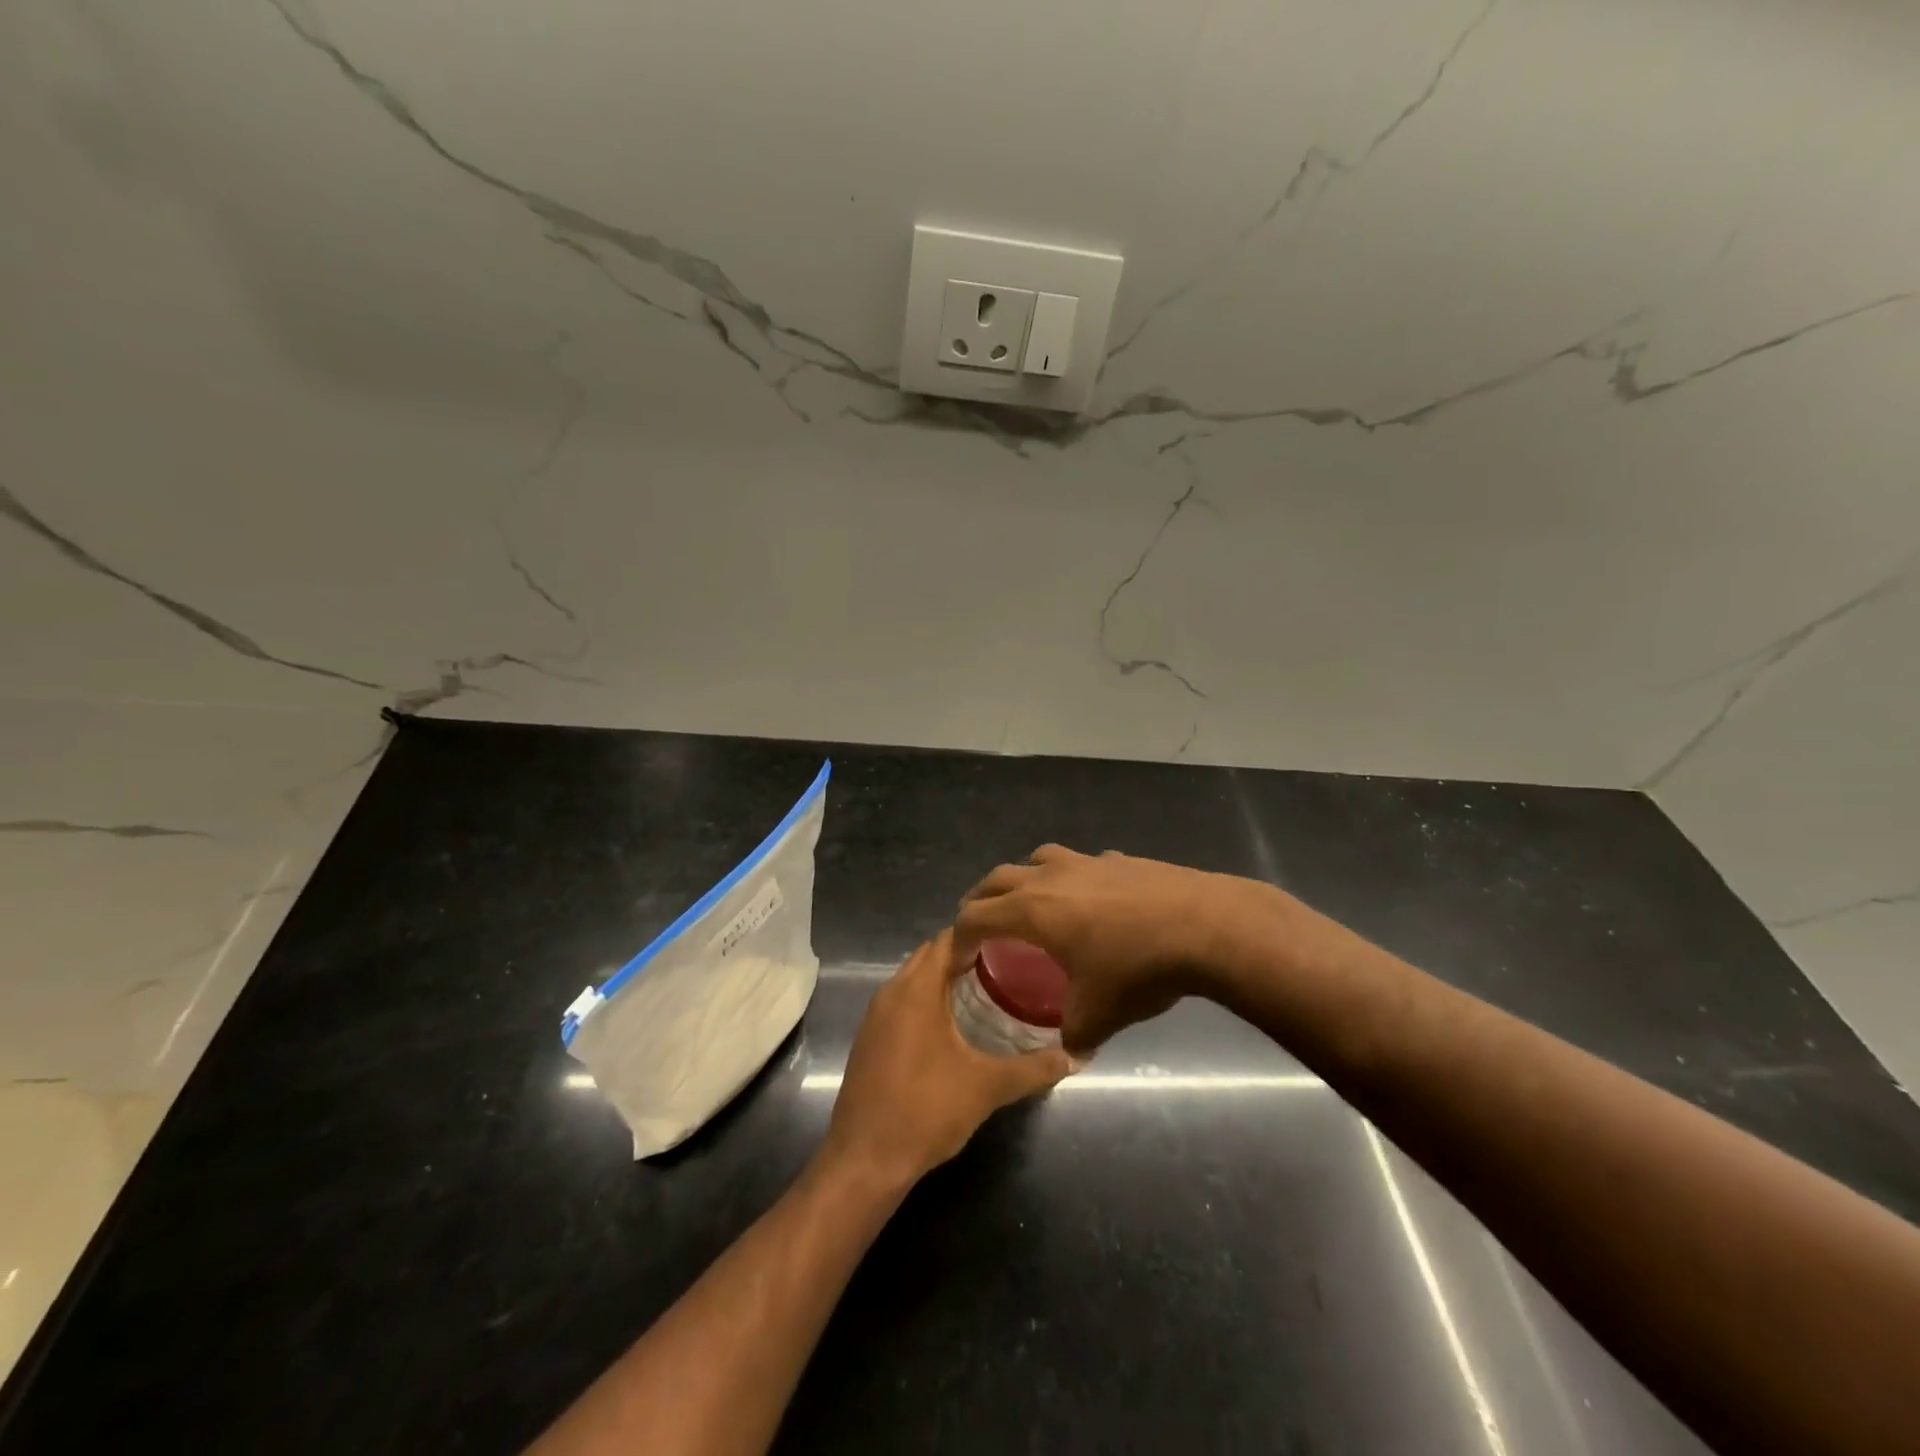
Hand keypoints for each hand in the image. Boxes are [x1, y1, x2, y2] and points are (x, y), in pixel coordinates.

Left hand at [821, 930, 1071, 1187]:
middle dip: (965, 952)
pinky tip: (954, 1022)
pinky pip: (902, 1001)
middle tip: (1007, 961)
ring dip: (944, 976)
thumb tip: (1076, 1056)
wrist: (864, 1160)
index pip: (947, 939)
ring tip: (987, 987)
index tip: (1013, 938)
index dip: (979, 932)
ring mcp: (875, 1016)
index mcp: (915, 990)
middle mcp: (890, 992)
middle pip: (929, 955)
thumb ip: (1033, 1069)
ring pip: (913, 978)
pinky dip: (927, 998)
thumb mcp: (987, 1087)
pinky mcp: (869, 1039)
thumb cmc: (925, 1111)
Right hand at [955, 844, 1254, 1054]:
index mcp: (1031, 910)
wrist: (1204, 925)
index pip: (975, 915)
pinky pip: (1081, 864)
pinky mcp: (1119, 858)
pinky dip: (1073, 879)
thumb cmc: (1138, 968)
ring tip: (1032, 903)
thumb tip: (1069, 1055)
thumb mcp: (1098, 1015)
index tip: (958, 958)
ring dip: (1024, 879)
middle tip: (981, 925)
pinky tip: (1093, 902)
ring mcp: (1086, 861)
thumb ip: (1072, 1036)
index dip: (959, 937)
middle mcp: (1049, 876)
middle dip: (981, 901)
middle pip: (997, 878)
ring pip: (1038, 859)